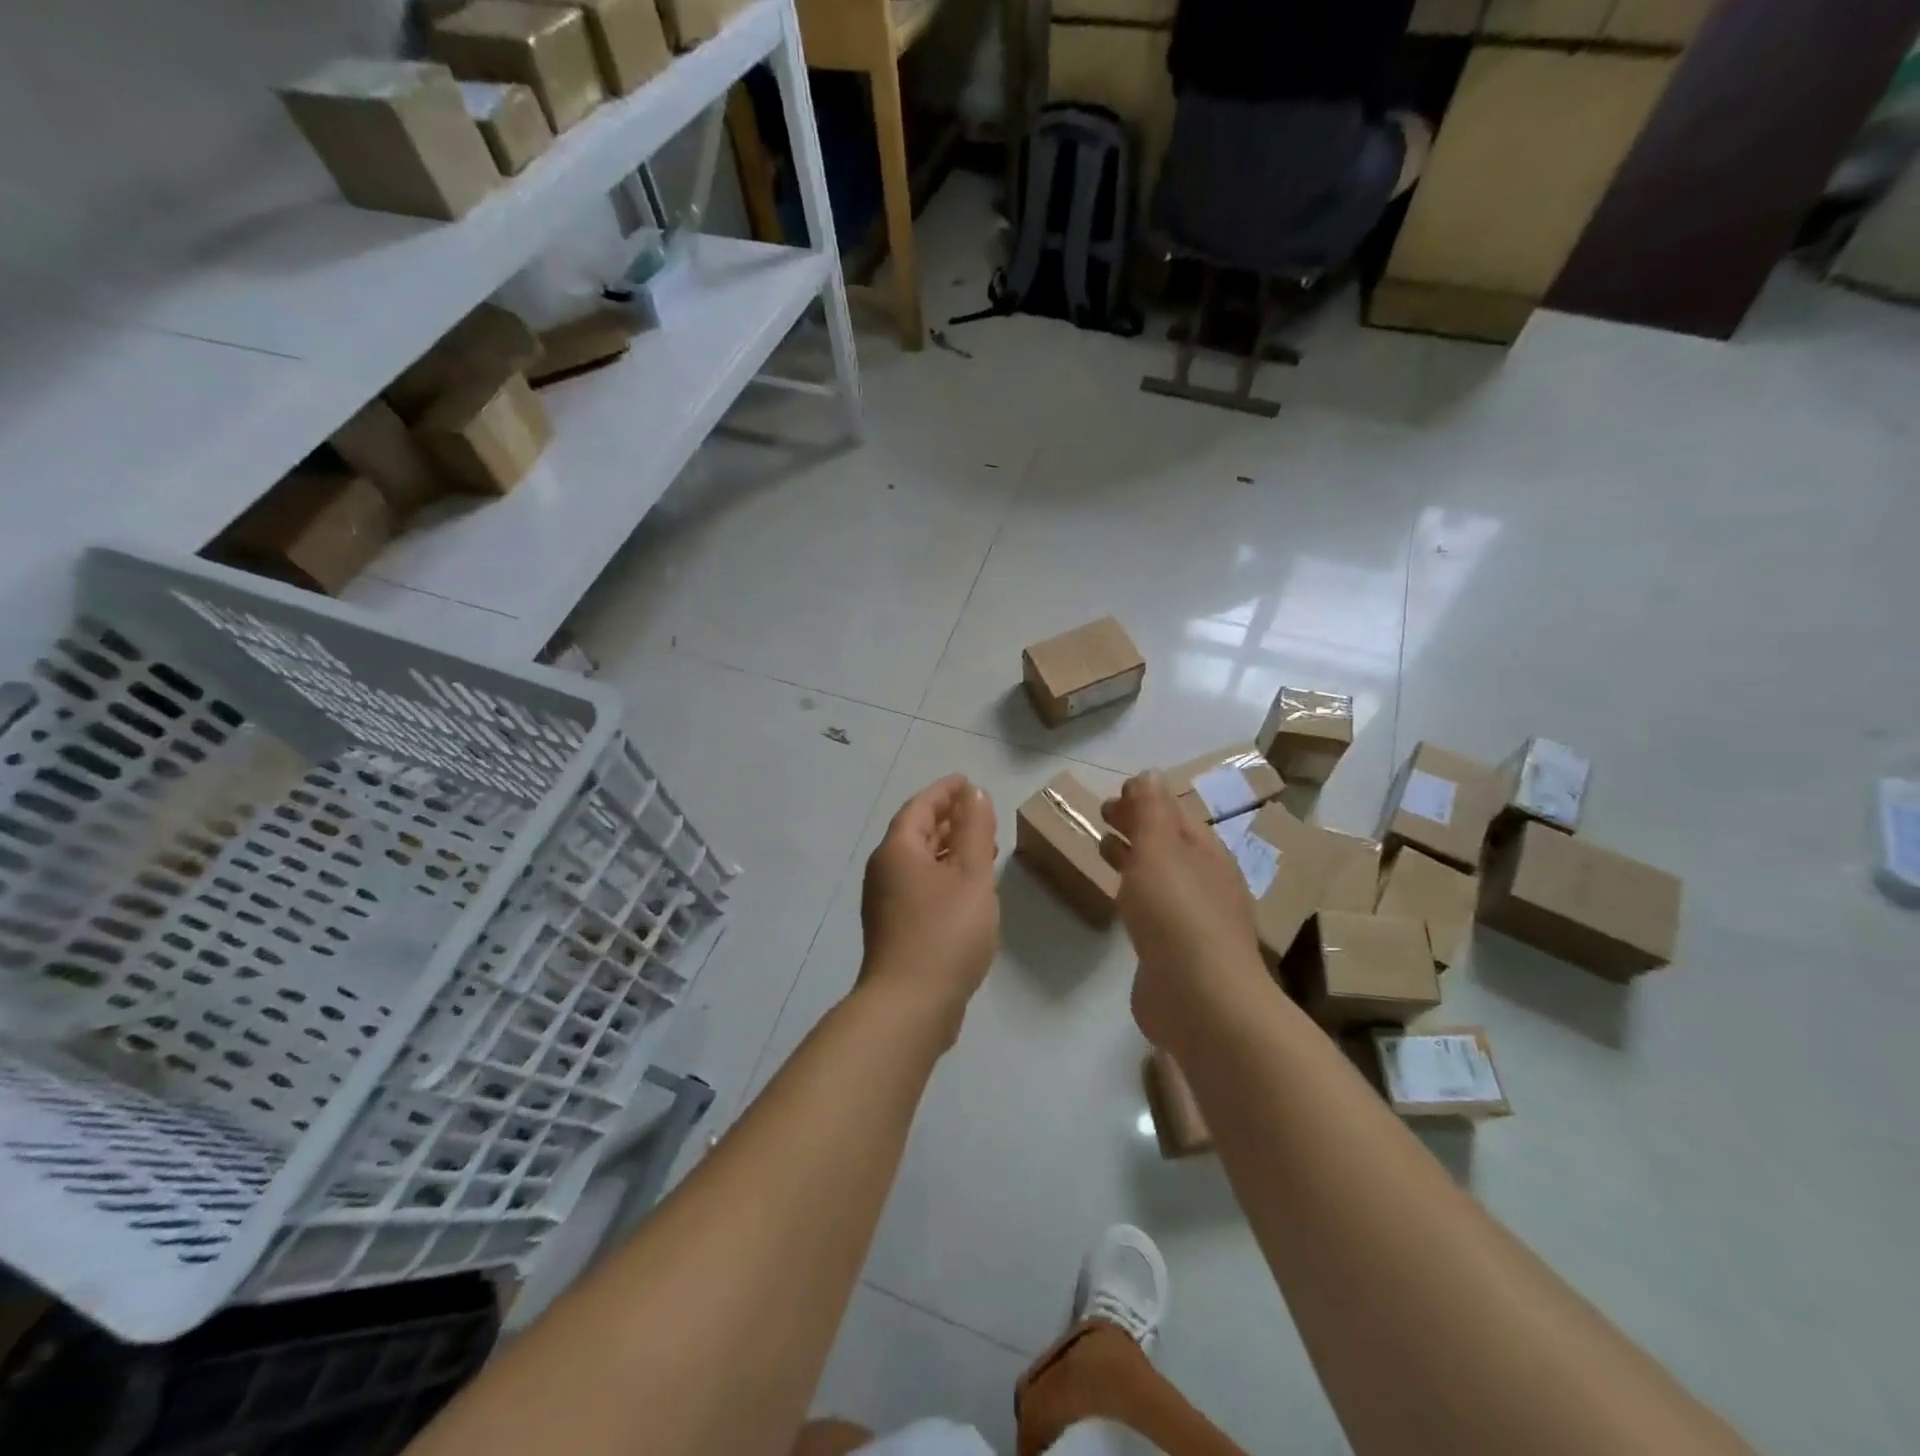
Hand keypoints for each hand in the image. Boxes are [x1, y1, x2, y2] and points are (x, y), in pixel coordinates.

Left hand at [859, 775, 999, 1043]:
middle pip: (916, 833)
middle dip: (948, 819)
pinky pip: (920, 885)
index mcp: (898, 850)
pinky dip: (943, 875)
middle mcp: (884, 870)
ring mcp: (885, 902)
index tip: (967, 782)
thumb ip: (975, 830)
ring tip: (981, 846)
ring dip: (948, 848)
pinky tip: (966, 888)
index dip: (945, 791)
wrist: (910, 1005)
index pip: (920, 807)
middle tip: (978, 812)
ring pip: (919, 861)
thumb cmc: (945, 932)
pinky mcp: (895, 928)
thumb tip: (973, 794)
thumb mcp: (971, 874)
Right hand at [1099, 773, 1267, 1057]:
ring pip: (1160, 876)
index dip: (1145, 800)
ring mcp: (1193, 919)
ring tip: (1103, 849)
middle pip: (1168, 843)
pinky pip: (1153, 910)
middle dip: (1137, 825)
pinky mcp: (1177, 952)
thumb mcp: (1160, 849)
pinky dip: (1134, 893)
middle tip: (1102, 815)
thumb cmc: (1177, 914)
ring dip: (1133, 857)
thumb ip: (1151, 810)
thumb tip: (1149, 773)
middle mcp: (1205, 881)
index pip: (1175, 814)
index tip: (1112, 795)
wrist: (1200, 999)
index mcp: (1206, 852)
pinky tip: (1119, 901)